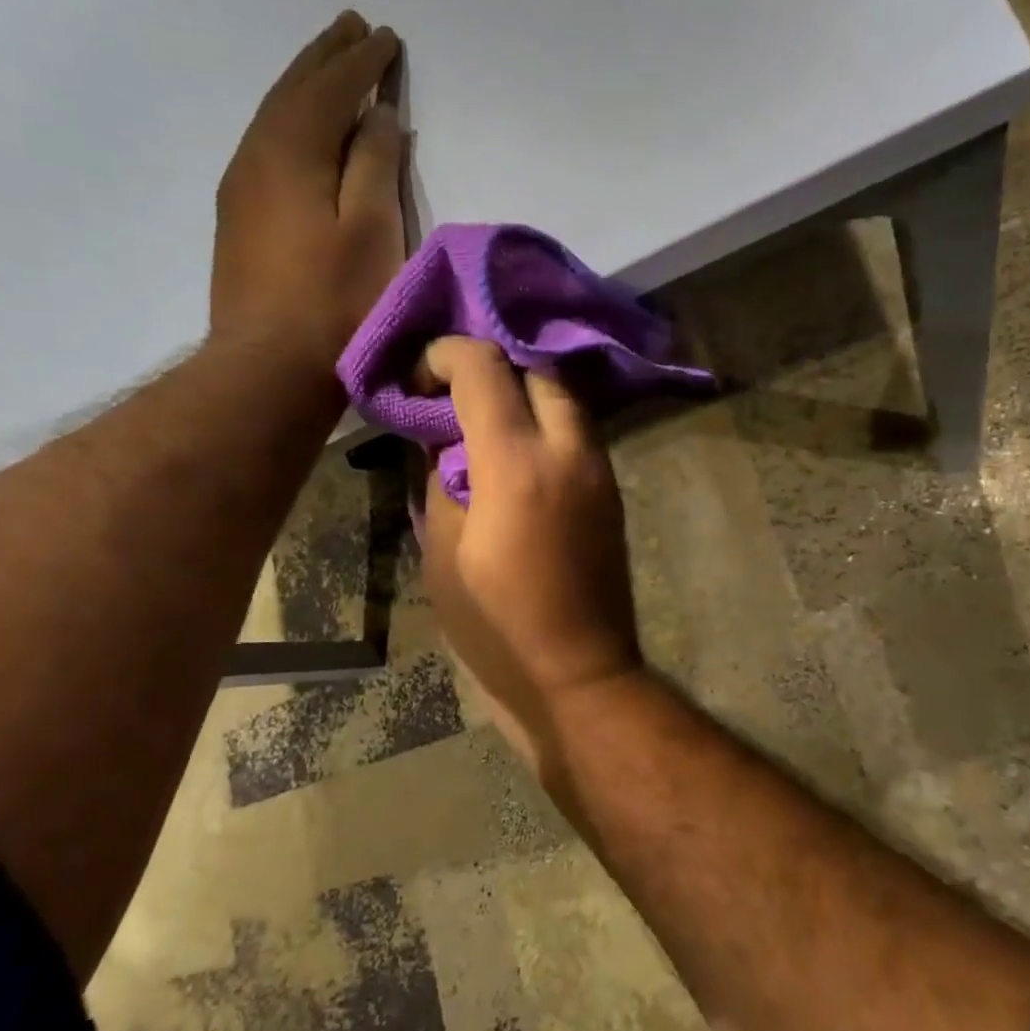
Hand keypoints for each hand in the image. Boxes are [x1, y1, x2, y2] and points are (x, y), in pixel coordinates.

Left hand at [213, 10, 403, 368]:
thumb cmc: (335, 301)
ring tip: (329, 64)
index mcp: (291, 151)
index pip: (330, 88)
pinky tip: (302, 131)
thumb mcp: (370, 229)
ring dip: (305, 86)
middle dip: (326, 58)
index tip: (386, 37)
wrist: (269, 367)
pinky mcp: (239, 221)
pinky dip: (291, 123)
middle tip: (352, 27)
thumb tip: (378, 116)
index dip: (361, 62)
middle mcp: (256, 157)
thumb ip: (374, 164)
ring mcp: (241, 190)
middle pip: (293, 91)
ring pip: (275, 118)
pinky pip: (267, 148)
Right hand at [418, 339, 643, 746]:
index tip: (418, 375)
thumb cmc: (496, 627)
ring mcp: (599, 469)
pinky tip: (516, 448)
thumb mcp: (442, 554)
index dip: (444, 355)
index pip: (484, 369)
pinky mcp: (611, 490)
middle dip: (491, 368)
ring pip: (564, 396)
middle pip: (535, 369)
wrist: (578, 675)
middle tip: (452, 394)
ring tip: (482, 417)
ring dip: (522, 391)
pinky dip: (545, 420)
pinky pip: (577, 430)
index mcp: (517, 465)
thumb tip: (443, 439)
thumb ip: (440, 480)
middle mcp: (569, 451)